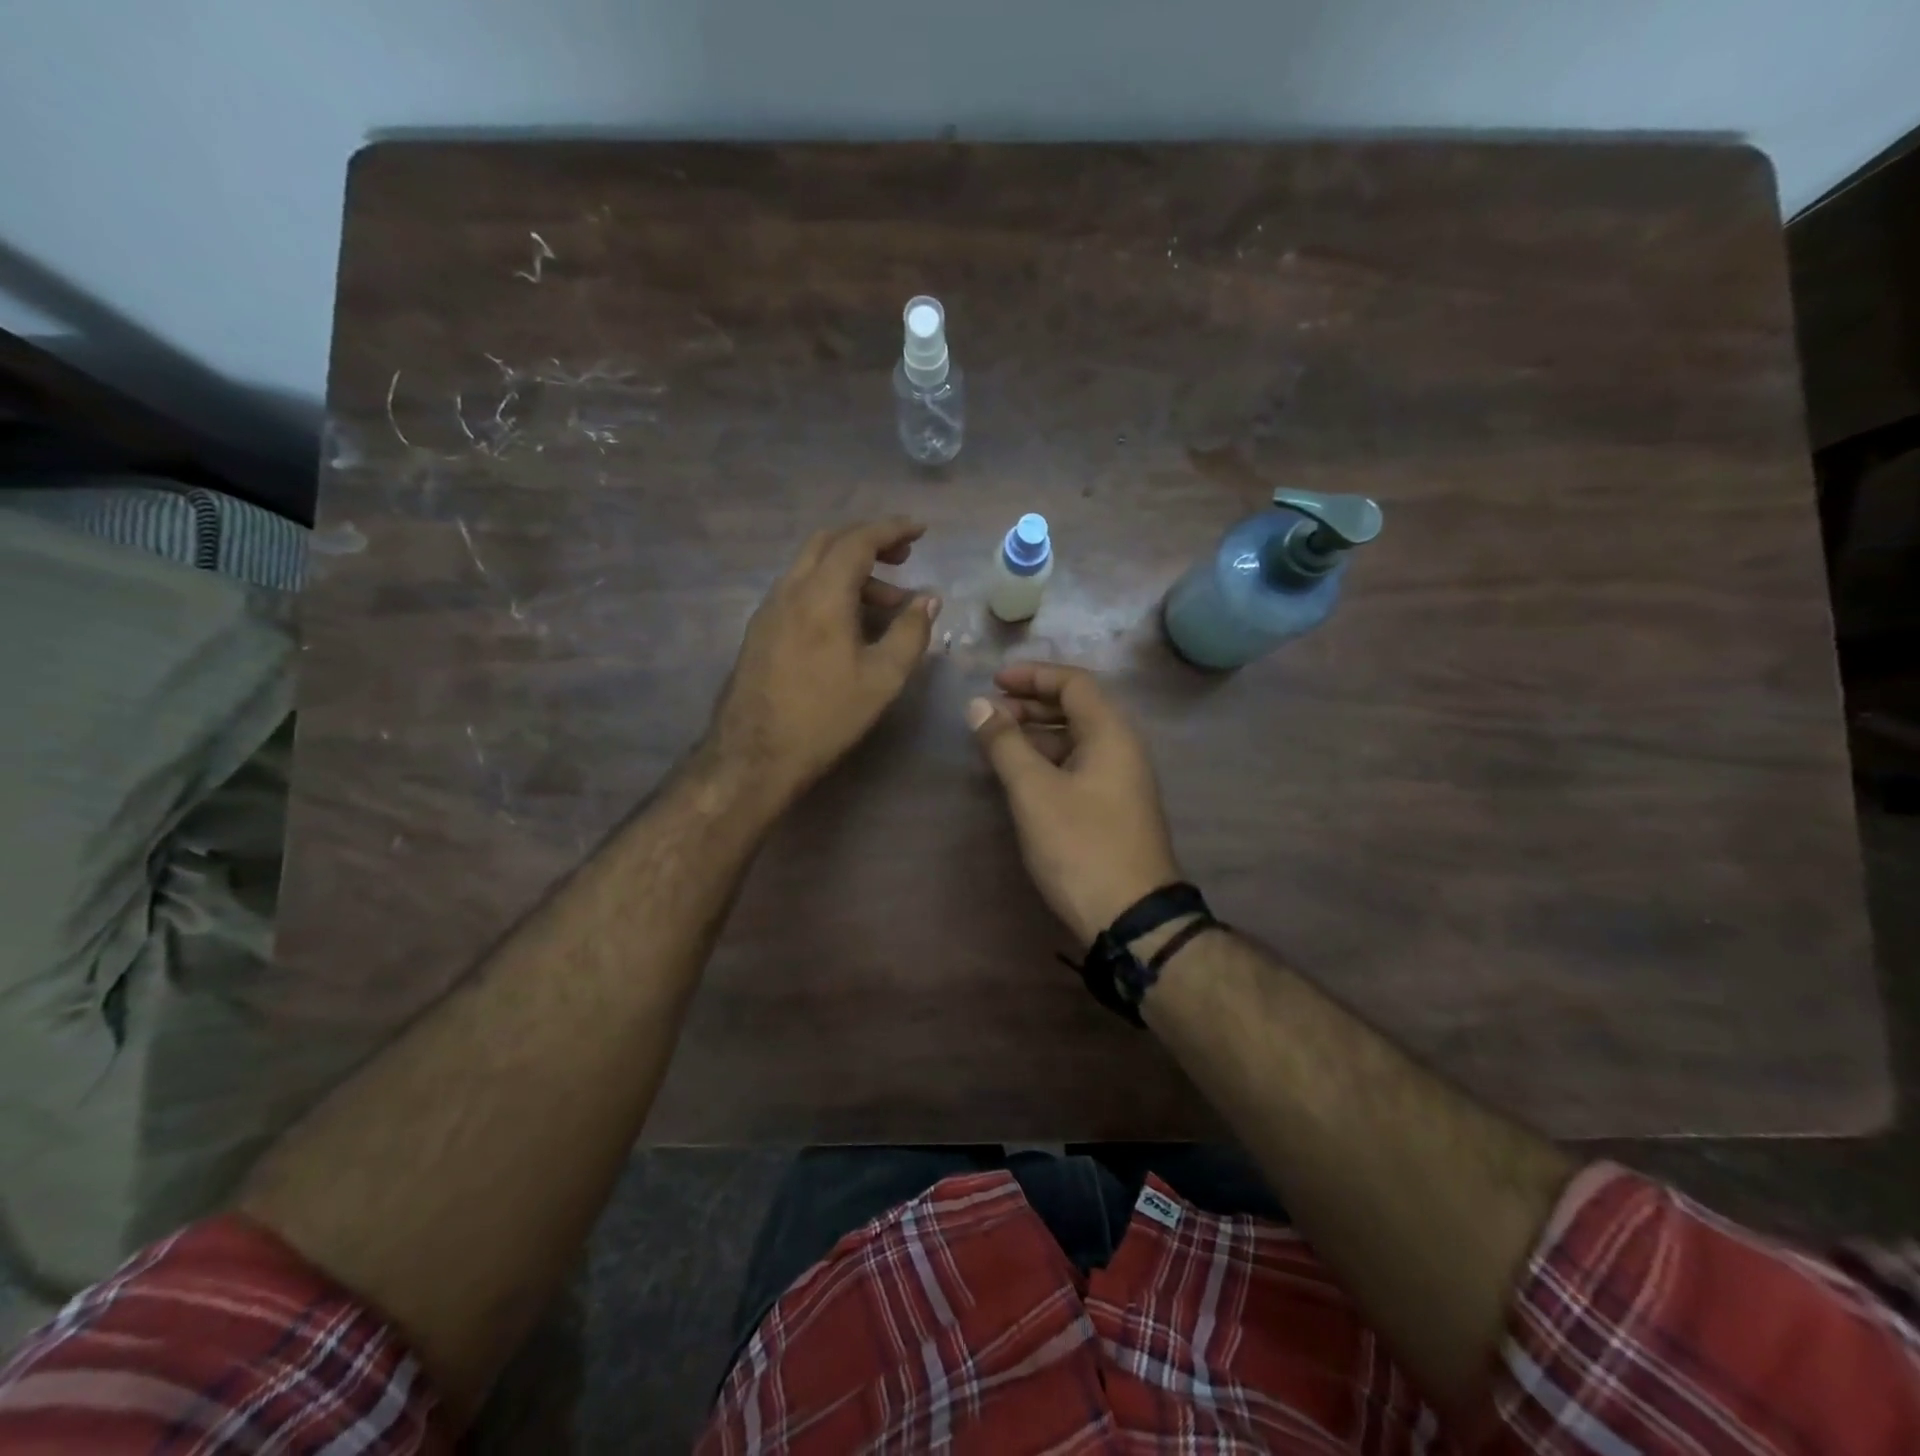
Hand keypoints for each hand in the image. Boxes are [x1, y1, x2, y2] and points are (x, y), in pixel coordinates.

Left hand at [710, 518, 939, 802]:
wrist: (755, 755)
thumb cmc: (825, 716)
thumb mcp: (882, 678)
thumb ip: (910, 632)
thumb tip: (928, 600)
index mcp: (822, 593)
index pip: (858, 540)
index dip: (892, 529)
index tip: (920, 530)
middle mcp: (790, 589)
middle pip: (829, 542)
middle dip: (869, 542)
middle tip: (903, 558)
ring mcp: (770, 608)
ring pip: (813, 567)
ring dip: (851, 570)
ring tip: (887, 603)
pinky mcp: (760, 630)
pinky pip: (800, 589)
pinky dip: (830, 588)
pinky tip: (848, 622)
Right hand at [968, 662, 1181, 945]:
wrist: (1130, 917)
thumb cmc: (1080, 845)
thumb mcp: (1034, 791)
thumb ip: (1005, 744)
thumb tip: (978, 705)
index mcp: (1111, 733)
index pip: (1074, 683)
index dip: (1033, 675)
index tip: (993, 681)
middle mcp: (1122, 748)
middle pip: (1076, 708)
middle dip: (1030, 704)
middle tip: (989, 714)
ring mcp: (1120, 780)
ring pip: (1075, 739)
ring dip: (1036, 734)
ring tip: (996, 743)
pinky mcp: (1113, 808)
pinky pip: (1078, 766)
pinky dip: (1047, 760)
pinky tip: (1020, 776)